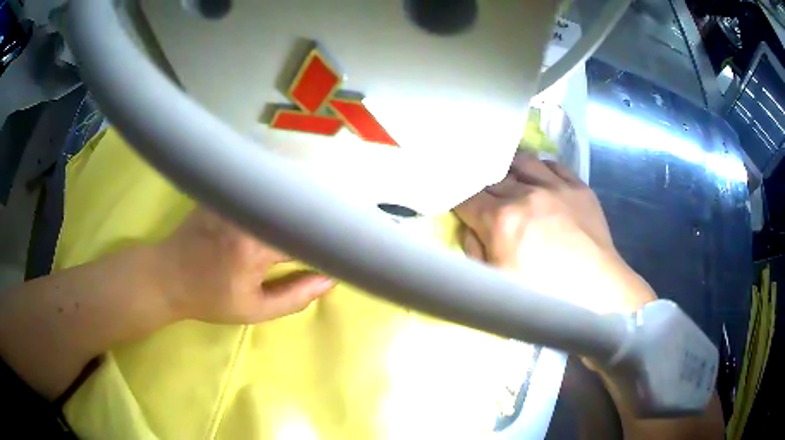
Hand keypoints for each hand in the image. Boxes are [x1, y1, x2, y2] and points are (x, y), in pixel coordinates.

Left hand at [158, 207, 334, 323]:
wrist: (168, 276)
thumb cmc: (210, 298)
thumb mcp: (253, 310)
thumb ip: (294, 298)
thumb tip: (329, 281)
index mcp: (255, 248)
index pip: (306, 239)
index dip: (328, 244)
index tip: (341, 251)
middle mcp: (247, 216)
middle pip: (296, 209)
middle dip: (317, 219)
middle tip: (333, 227)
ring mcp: (234, 199)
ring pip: (279, 194)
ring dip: (298, 203)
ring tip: (315, 211)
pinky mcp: (225, 191)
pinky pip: (260, 188)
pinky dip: (277, 194)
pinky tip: (284, 198)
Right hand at [455, 152, 655, 313]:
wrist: (596, 293)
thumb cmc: (543, 294)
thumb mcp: (496, 283)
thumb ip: (474, 251)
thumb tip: (471, 228)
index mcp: (500, 219)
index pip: (467, 198)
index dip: (460, 201)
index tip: (461, 206)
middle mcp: (525, 194)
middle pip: (492, 178)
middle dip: (483, 186)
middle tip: (484, 196)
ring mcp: (555, 187)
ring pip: (523, 161)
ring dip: (510, 167)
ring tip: (509, 176)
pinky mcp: (579, 187)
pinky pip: (554, 164)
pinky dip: (541, 167)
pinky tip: (539, 175)